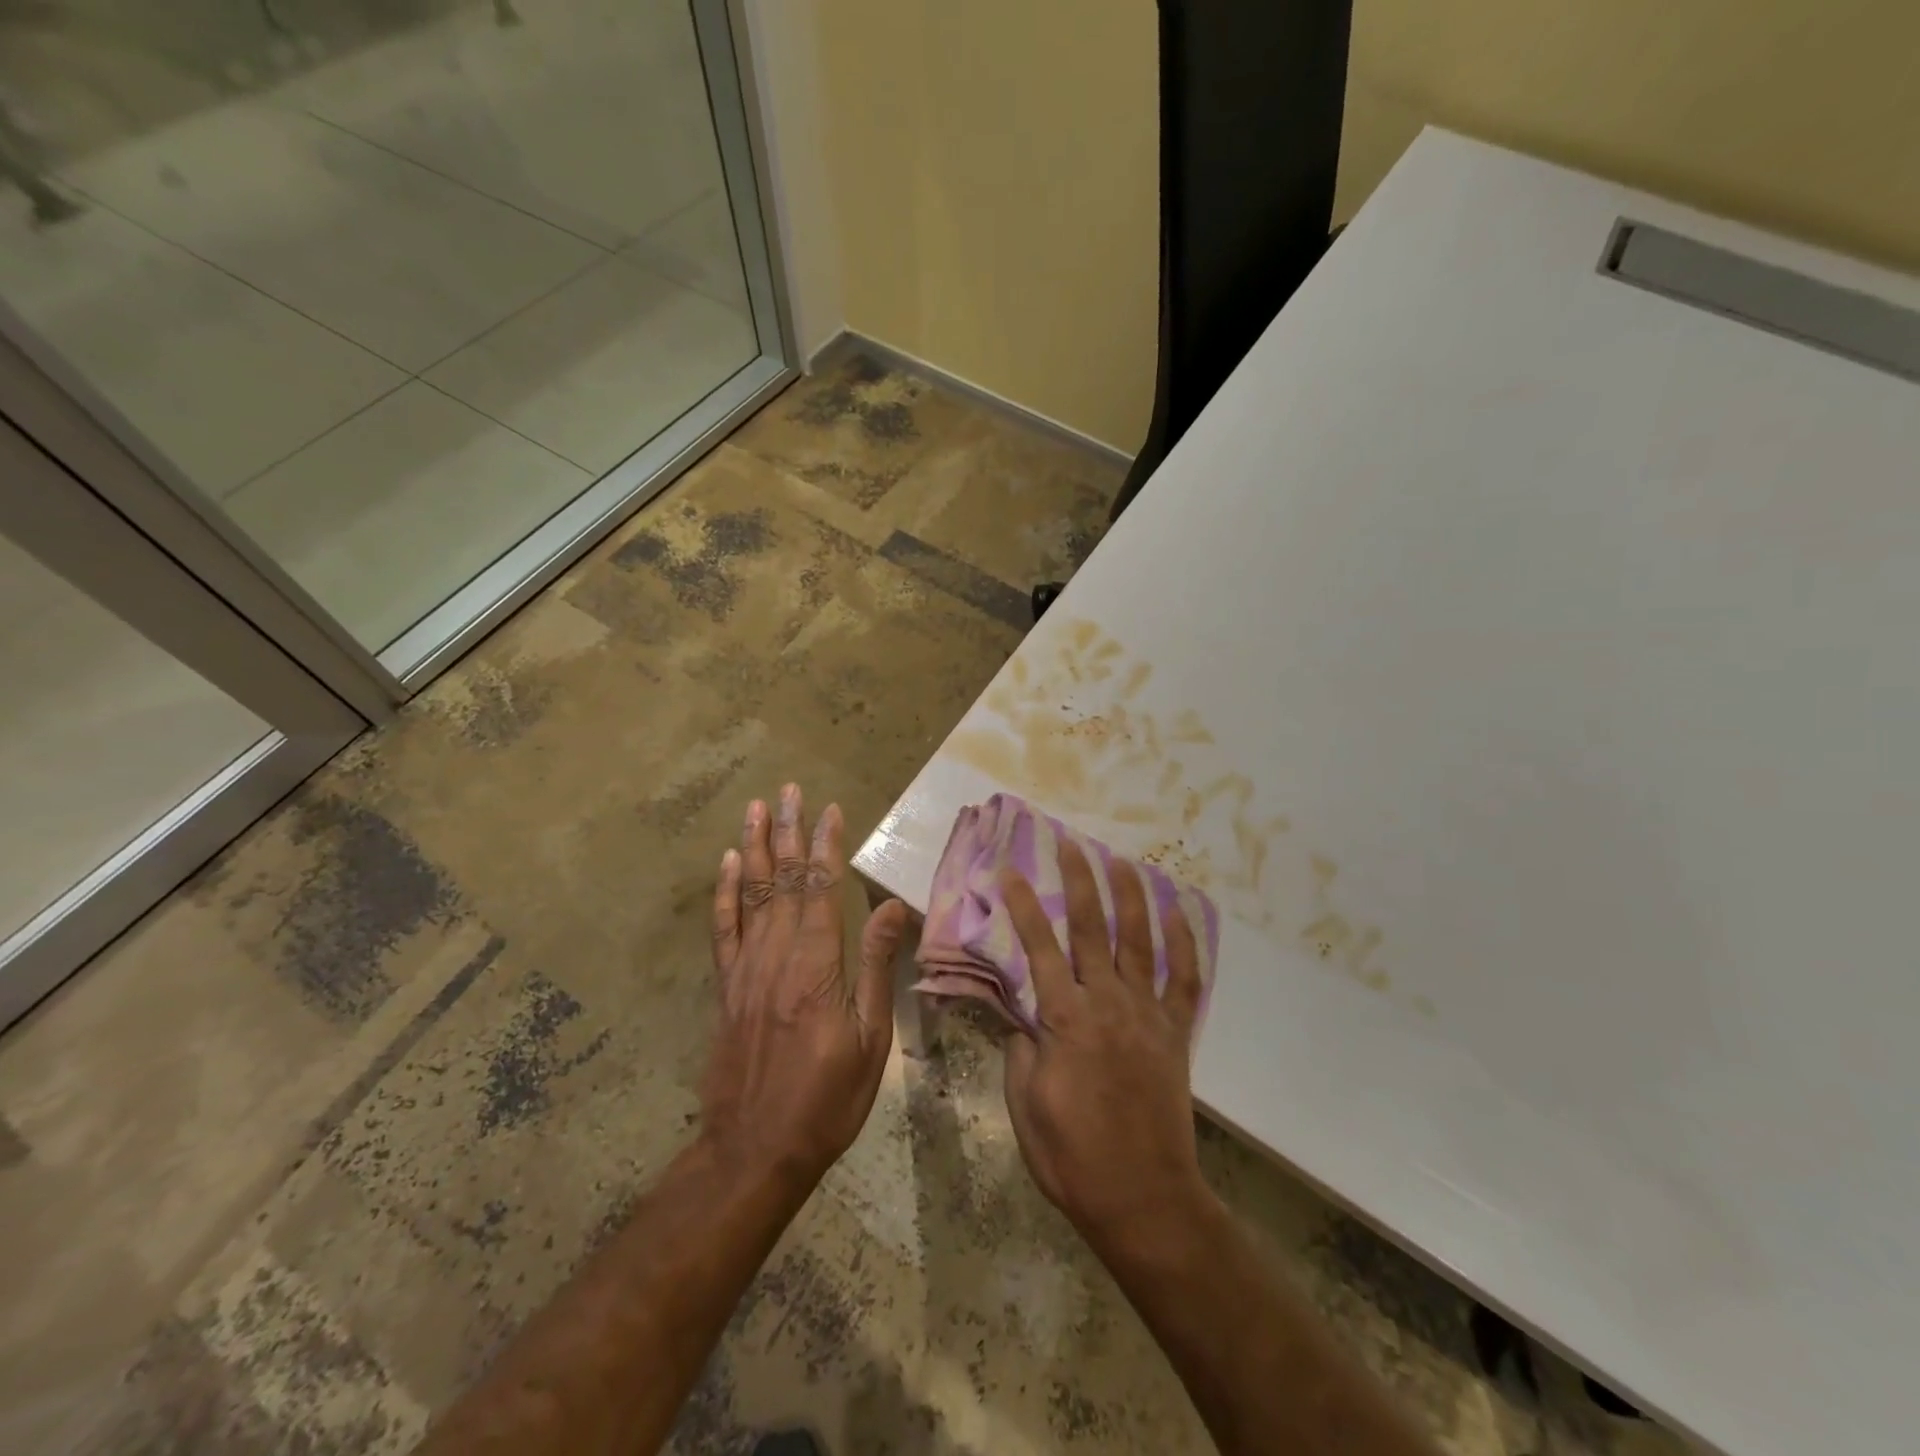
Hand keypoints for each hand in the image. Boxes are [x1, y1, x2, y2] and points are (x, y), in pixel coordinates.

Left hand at [700, 784, 908, 1187]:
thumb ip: (877, 967)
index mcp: (817, 966)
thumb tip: (892, 906)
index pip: (821, 889)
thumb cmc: (827, 1099)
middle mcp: (777, 956)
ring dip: (755, 847)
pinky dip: (725, 893)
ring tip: (756, 809)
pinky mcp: (727, 988)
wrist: (755, 1150)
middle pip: (784, 880)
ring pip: (751, 894)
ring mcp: (746, 970)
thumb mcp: (871, 1040)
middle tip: (788, 789)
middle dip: (789, 831)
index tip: (830, 809)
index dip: (826, 846)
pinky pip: (723, 929)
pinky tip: (728, 865)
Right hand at [1000, 840, 1211, 1252]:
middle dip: (1079, 880)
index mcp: (1065, 1017)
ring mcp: (1147, 1015)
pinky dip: (1184, 944)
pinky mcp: (1175, 1034)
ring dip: (1131, 897)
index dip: (1023, 904)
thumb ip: (1020, 1045)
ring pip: (1139, 942)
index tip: (1011, 869)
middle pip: (1091, 928)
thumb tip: (1020, 1011)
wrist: (1142, 1198)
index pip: (1038, 946)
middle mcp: (1108, 1002)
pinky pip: (1184, 981)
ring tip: (1123, 861)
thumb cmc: (1071, 1155)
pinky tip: (1179, 914)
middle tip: (1071, 842)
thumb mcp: (1024, 1102)